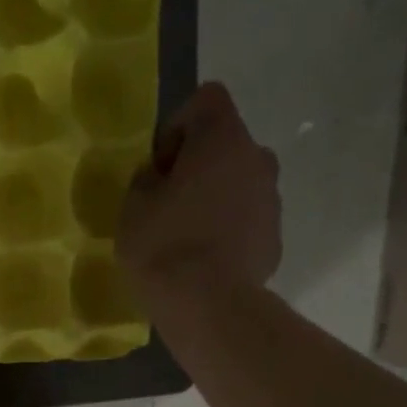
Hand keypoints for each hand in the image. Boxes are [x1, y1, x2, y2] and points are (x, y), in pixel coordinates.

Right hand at [119, 82, 282, 317]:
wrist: (209, 307)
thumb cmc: (165, 248)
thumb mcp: (132, 210)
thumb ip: (145, 182)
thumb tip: (158, 179)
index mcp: (222, 138)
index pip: (206, 99)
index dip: (178, 125)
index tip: (159, 167)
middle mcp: (257, 158)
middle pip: (225, 146)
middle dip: (198, 168)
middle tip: (169, 207)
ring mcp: (272, 200)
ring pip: (238, 186)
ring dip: (215, 201)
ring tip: (187, 241)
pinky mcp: (274, 238)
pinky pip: (246, 223)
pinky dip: (228, 234)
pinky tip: (205, 264)